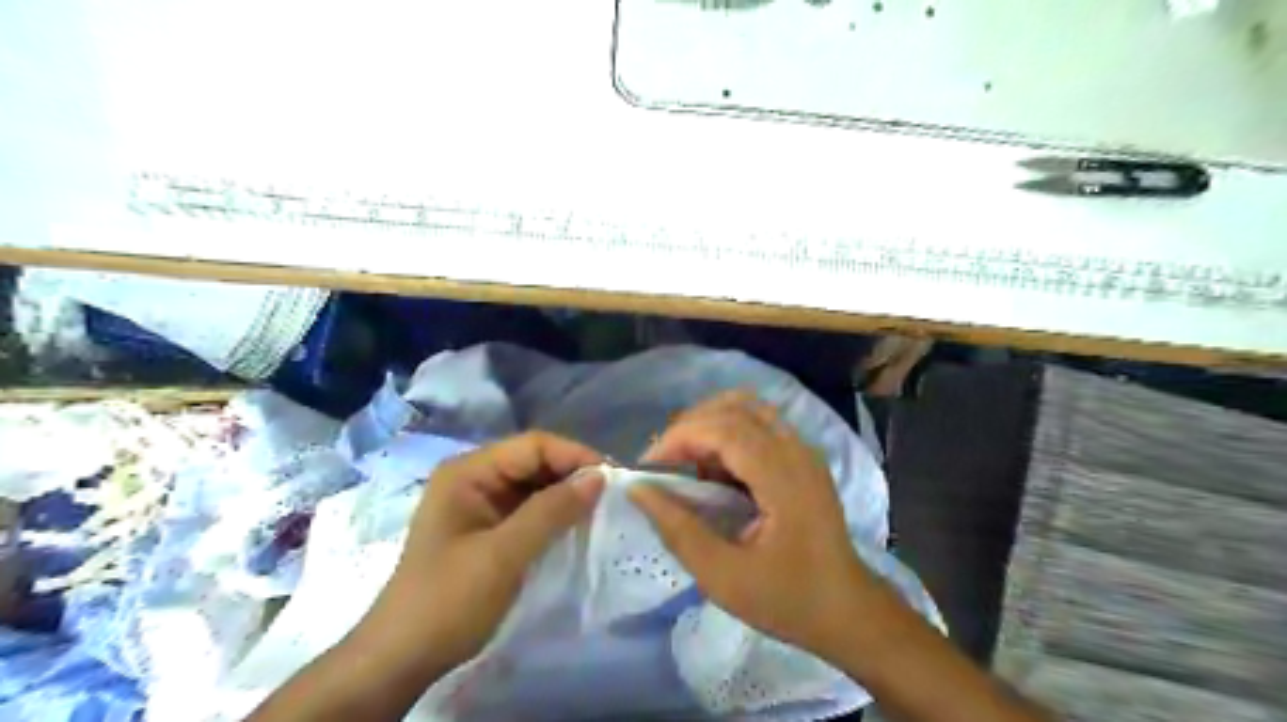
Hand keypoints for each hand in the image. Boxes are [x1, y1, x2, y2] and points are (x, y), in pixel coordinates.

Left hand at [357, 434, 603, 677]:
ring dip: (566, 495)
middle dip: (572, 474)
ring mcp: (480, 503)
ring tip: (601, 509)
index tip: (613, 478)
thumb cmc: (448, 600)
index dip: (575, 455)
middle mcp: (474, 477)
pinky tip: (576, 525)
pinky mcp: (488, 527)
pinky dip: (554, 514)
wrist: (402, 658)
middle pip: (534, 461)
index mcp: (468, 472)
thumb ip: (552, 510)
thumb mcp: (504, 554)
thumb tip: (599, 476)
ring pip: (535, 485)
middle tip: (612, 495)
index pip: (533, 445)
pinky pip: (529, 509)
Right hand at [632, 393, 879, 656]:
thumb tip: (638, 490)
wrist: (848, 612)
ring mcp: (803, 451)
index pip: (724, 429)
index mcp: (783, 477)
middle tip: (664, 466)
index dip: (679, 438)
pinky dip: (727, 435)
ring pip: (748, 408)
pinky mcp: (802, 458)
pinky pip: (759, 424)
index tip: (648, 469)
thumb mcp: (724, 577)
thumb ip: (679, 530)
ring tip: (687, 464)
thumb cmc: (788, 600)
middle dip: (689, 429)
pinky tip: (715, 472)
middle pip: (734, 408)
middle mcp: (797, 450)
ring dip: (709, 426)